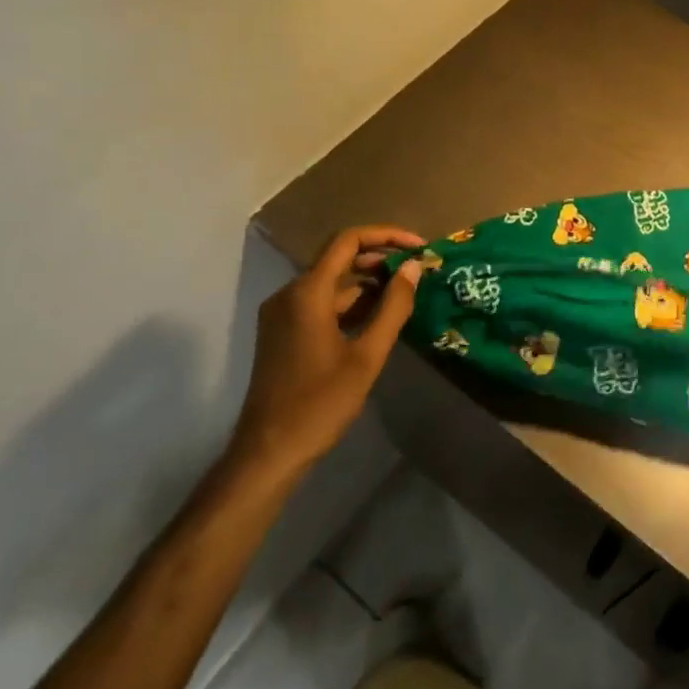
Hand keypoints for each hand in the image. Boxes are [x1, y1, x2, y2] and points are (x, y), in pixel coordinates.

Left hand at [227, 225, 426, 481]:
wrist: (268, 453)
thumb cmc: (320, 403)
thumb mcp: (367, 355)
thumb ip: (393, 306)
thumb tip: (414, 267)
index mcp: (307, 292)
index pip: (348, 240)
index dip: (387, 235)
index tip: (419, 247)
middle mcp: (290, 294)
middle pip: (340, 258)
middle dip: (381, 259)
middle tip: (417, 271)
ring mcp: (283, 314)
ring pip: (332, 283)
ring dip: (368, 283)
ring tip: (406, 295)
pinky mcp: (283, 333)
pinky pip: (322, 303)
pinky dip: (351, 303)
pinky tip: (378, 318)